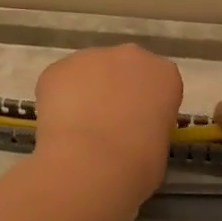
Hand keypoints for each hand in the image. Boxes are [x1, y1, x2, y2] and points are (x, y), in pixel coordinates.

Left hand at [32, 44, 183, 198]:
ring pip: (88, 73)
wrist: (92, 164)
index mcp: (164, 75)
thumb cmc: (138, 164)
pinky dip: (58, 100)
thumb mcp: (159, 147)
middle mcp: (130, 56)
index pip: (158, 83)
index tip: (138, 126)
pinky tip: (59, 127)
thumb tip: (131, 135)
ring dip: (85, 93)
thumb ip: (148, 128)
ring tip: (78, 129)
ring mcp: (90, 57)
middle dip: (115, 91)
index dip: (146, 105)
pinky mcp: (57, 68)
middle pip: (123, 69)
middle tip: (107, 125)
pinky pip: (60, 83)